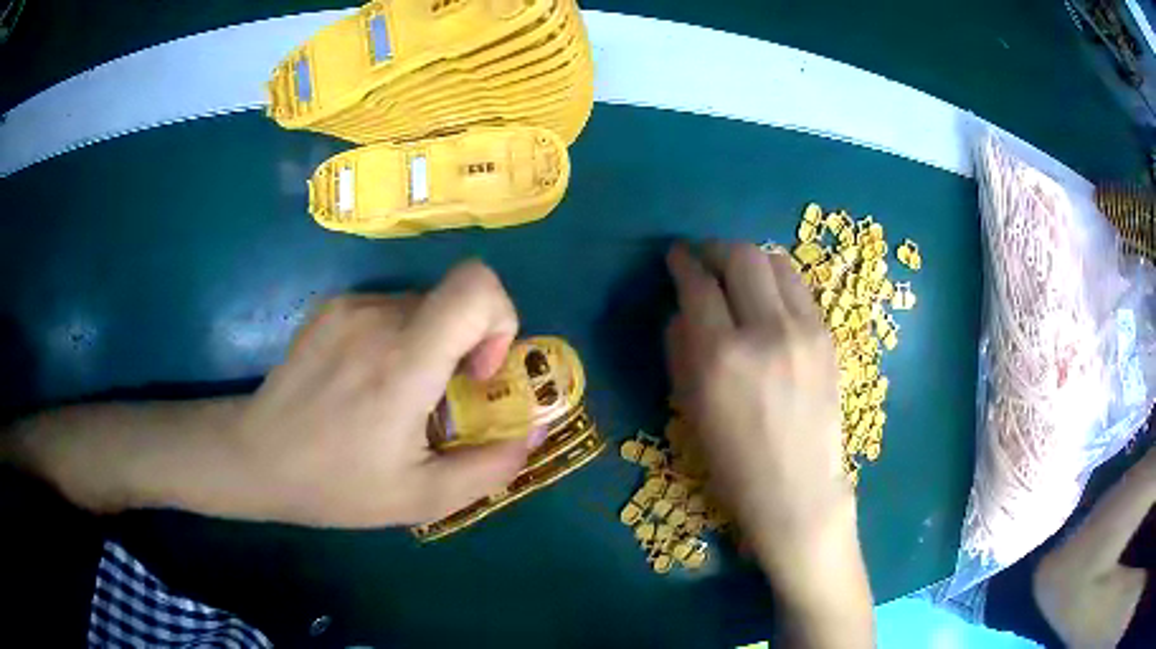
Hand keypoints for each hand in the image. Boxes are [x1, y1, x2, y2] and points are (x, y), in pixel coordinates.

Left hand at [221, 261, 531, 526]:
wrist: (255, 457)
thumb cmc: (336, 485)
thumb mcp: (422, 497)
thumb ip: (491, 466)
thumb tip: (534, 429)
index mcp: (403, 363)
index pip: (476, 286)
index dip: (500, 318)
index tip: (479, 371)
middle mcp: (377, 317)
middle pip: (454, 301)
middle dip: (466, 345)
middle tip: (442, 399)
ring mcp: (349, 307)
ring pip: (422, 305)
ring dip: (430, 345)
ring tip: (398, 396)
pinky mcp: (331, 308)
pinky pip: (389, 308)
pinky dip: (399, 339)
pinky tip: (367, 382)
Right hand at [666, 242, 872, 646]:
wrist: (798, 491)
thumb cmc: (733, 463)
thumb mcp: (689, 408)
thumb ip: (681, 347)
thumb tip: (683, 307)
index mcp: (722, 357)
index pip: (698, 284)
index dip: (682, 262)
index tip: (675, 256)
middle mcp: (767, 331)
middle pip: (742, 256)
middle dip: (716, 248)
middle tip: (704, 258)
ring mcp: (806, 331)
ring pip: (776, 262)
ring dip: (750, 259)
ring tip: (736, 274)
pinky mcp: (828, 337)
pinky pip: (799, 288)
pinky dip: (776, 281)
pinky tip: (767, 300)